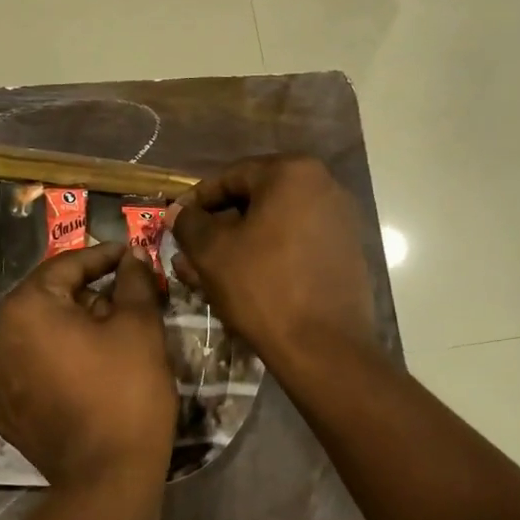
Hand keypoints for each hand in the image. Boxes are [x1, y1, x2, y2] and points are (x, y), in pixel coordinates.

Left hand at [0, 241, 177, 488]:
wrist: (107, 477)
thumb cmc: (126, 391)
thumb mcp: (139, 327)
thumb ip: (134, 281)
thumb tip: (132, 256)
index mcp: (25, 308)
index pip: (65, 265)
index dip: (102, 256)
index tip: (129, 255)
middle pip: (47, 299)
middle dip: (87, 293)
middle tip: (125, 296)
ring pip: (37, 334)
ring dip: (70, 327)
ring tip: (109, 334)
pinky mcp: (4, 410)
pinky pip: (30, 369)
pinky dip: (55, 361)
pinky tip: (86, 371)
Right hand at [171, 155, 376, 370]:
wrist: (323, 346)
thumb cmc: (261, 287)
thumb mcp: (211, 252)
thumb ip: (189, 223)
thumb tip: (178, 212)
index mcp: (292, 173)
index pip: (230, 177)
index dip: (196, 201)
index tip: (174, 223)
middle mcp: (324, 187)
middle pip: (254, 201)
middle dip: (217, 227)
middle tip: (188, 252)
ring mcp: (339, 221)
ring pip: (272, 227)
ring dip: (237, 246)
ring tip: (205, 273)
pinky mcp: (345, 253)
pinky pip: (293, 245)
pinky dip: (265, 257)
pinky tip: (239, 283)